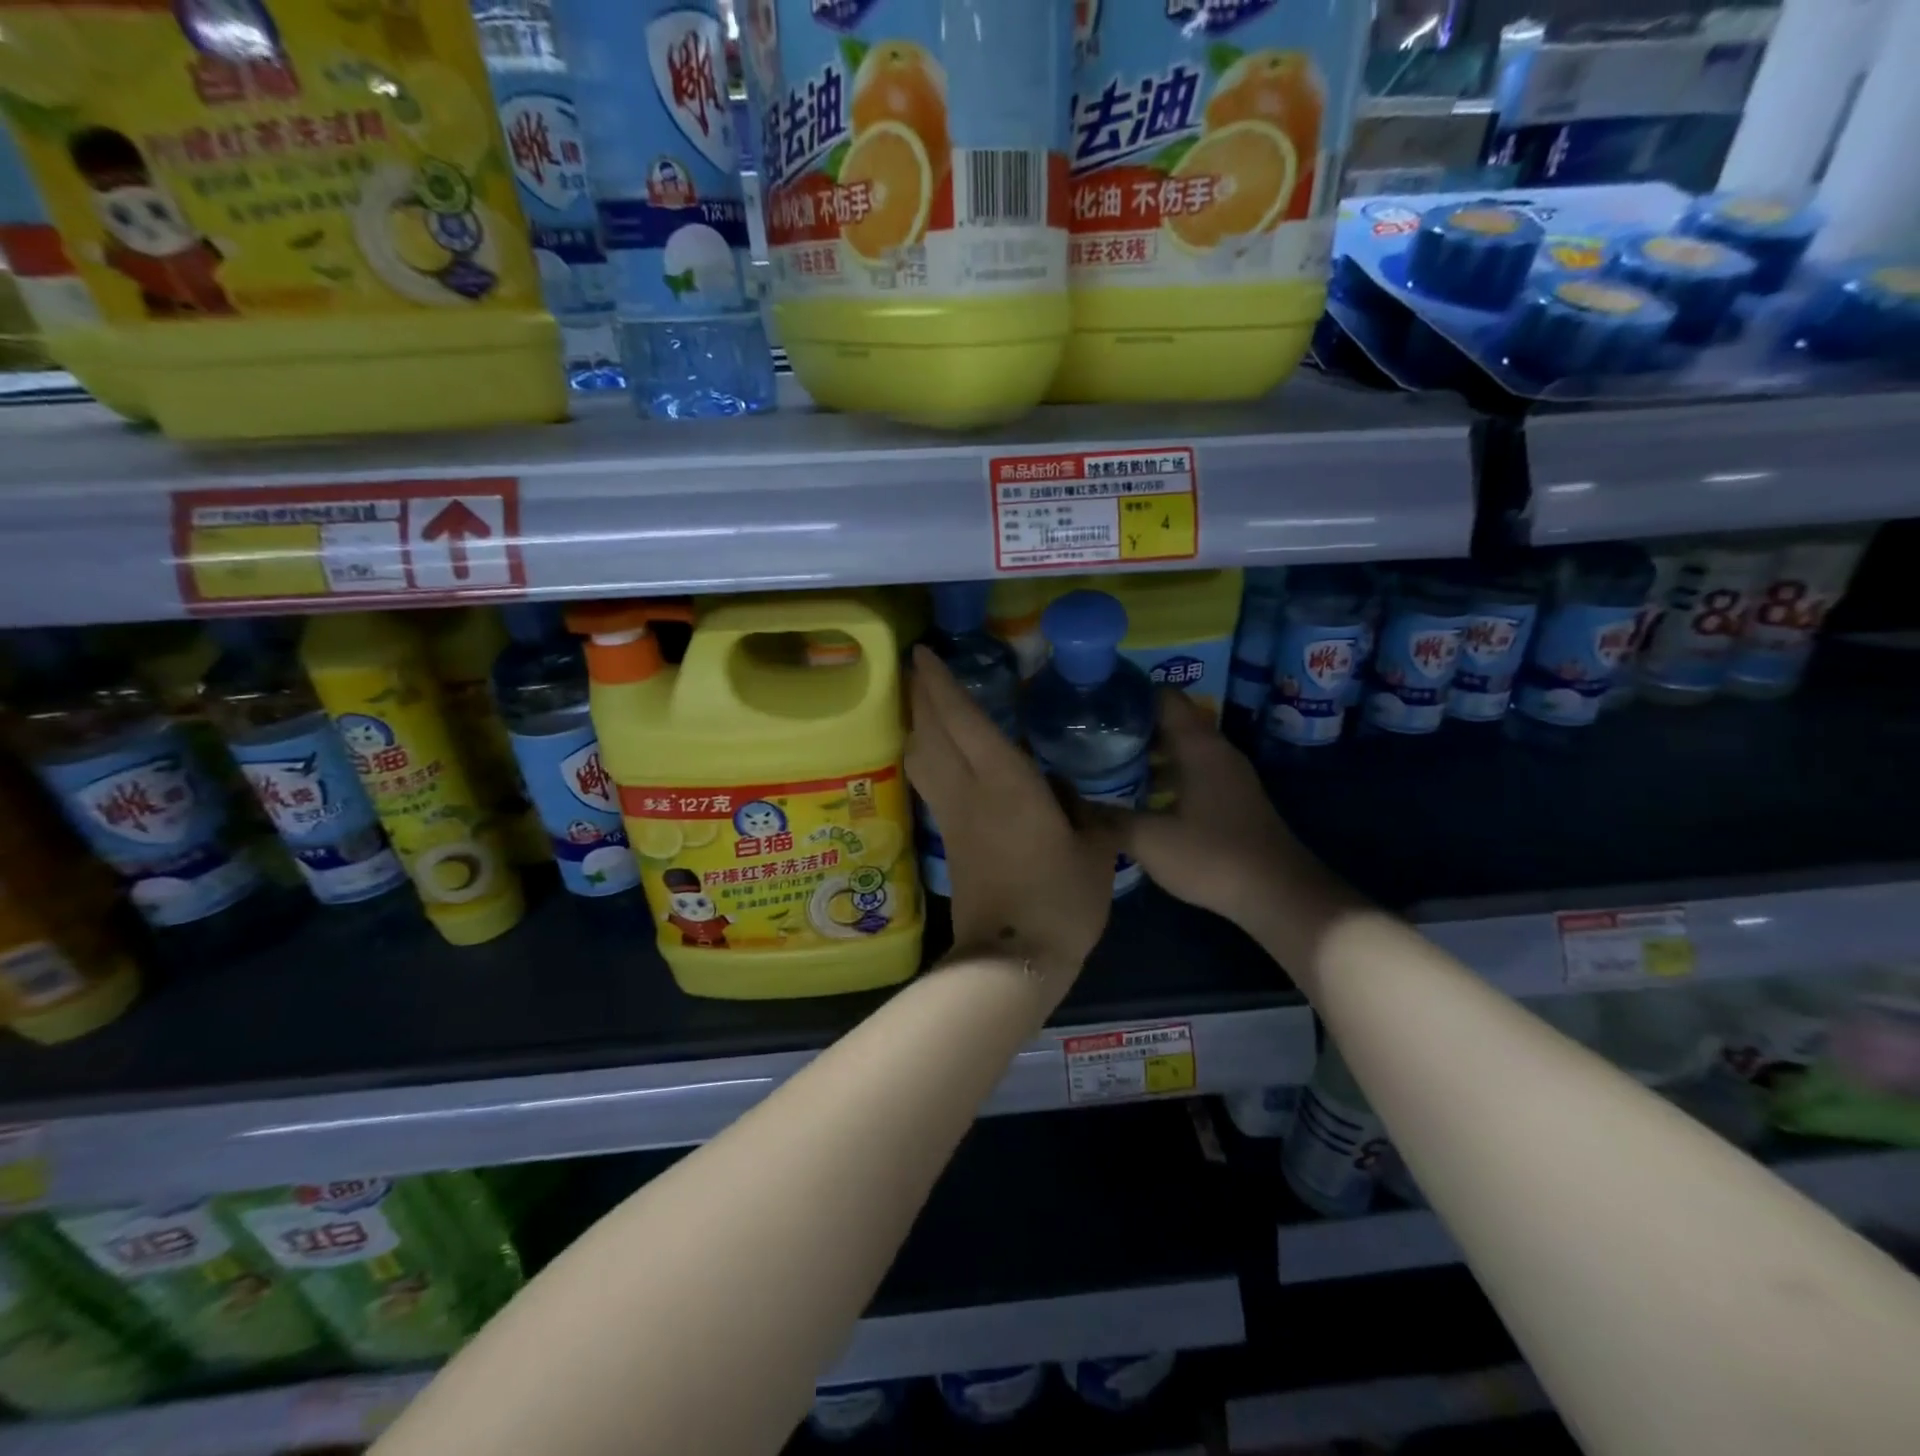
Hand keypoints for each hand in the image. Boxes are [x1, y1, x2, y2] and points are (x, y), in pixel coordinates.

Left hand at [905, 646, 1118, 1005]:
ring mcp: (952, 816)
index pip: (963, 718)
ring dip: (918, 724)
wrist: (1014, 958)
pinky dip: (926, 756)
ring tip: (926, 704)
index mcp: (1005, 782)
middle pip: (930, 731)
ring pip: (921, 757)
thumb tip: (1067, 792)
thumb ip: (1084, 812)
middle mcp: (969, 790)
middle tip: (921, 668)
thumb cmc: (1062, 900)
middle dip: (921, 694)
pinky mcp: (947, 839)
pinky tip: (940, 755)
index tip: (924, 653)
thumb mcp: (1094, 849)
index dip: (940, 683)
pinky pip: (929, 782)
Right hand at [1109, 691, 1304, 928]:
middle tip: (1090, 734)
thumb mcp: (1149, 839)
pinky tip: (1138, 796)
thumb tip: (1069, 801)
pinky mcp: (1231, 799)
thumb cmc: (1212, 856)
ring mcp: (1227, 775)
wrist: (1278, 895)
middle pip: (1170, 721)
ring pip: (1181, 748)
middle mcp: (1216, 751)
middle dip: (1131, 725)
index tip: (1093, 701)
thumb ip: (1107, 817)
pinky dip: (1164, 774)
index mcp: (1198, 746)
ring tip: (1105, 762)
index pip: (1162, 696)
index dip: (1128, 693)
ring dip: (1147, 752)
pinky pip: (1191, 771)